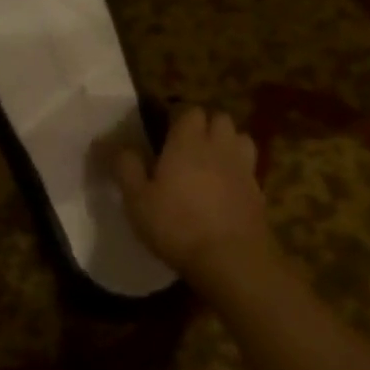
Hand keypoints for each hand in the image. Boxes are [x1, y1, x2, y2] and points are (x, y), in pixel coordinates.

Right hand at [112, 107, 281, 297]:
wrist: (232, 260)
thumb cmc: (177, 224)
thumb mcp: (137, 199)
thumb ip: (125, 166)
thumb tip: (111, 143)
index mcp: (187, 142)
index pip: (188, 110)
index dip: (176, 115)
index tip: (161, 128)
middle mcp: (218, 147)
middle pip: (219, 118)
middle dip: (204, 124)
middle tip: (185, 144)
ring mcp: (243, 168)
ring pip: (240, 138)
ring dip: (226, 142)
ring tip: (210, 160)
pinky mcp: (258, 192)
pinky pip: (248, 167)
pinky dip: (237, 169)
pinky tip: (224, 187)